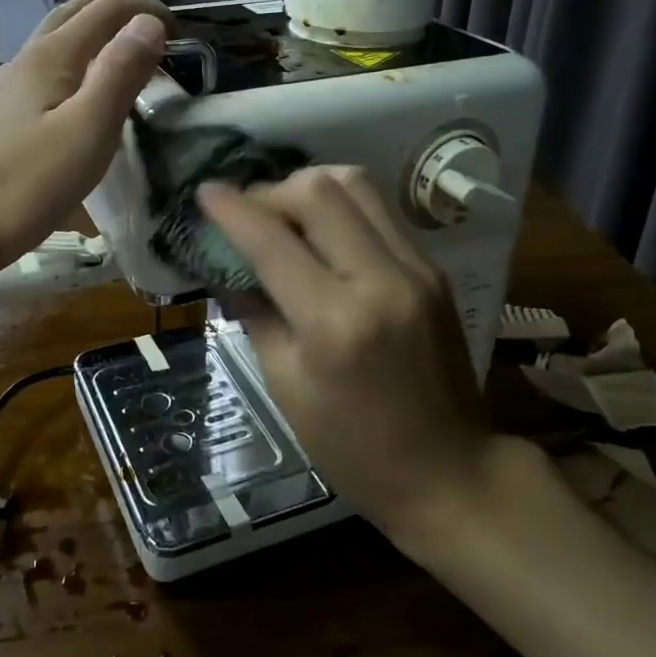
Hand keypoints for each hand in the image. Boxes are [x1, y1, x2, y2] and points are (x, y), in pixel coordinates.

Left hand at [0, 0, 170, 282]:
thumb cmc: (25, 186)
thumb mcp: (87, 131)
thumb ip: (119, 74)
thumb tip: (148, 23)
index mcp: (51, 58)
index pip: (105, 11)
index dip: (146, 10)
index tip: (182, 32)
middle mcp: (24, 62)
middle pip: (69, 16)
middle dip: (110, 7)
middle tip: (143, 13)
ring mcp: (4, 92)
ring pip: (49, 42)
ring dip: (82, 26)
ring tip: (98, 15)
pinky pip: (40, 73)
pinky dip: (67, 60)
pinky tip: (65, 83)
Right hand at [198, 167, 493, 541]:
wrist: (452, 472)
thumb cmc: (354, 447)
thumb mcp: (285, 387)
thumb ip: (255, 315)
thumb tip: (225, 267)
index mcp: (335, 323)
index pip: (272, 242)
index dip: (231, 210)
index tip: (204, 192)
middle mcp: (380, 280)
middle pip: (319, 191)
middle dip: (271, 191)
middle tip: (249, 214)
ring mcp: (417, 269)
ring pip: (356, 184)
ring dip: (310, 188)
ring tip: (286, 215)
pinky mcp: (434, 269)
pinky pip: (379, 212)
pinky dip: (341, 208)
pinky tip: (323, 235)